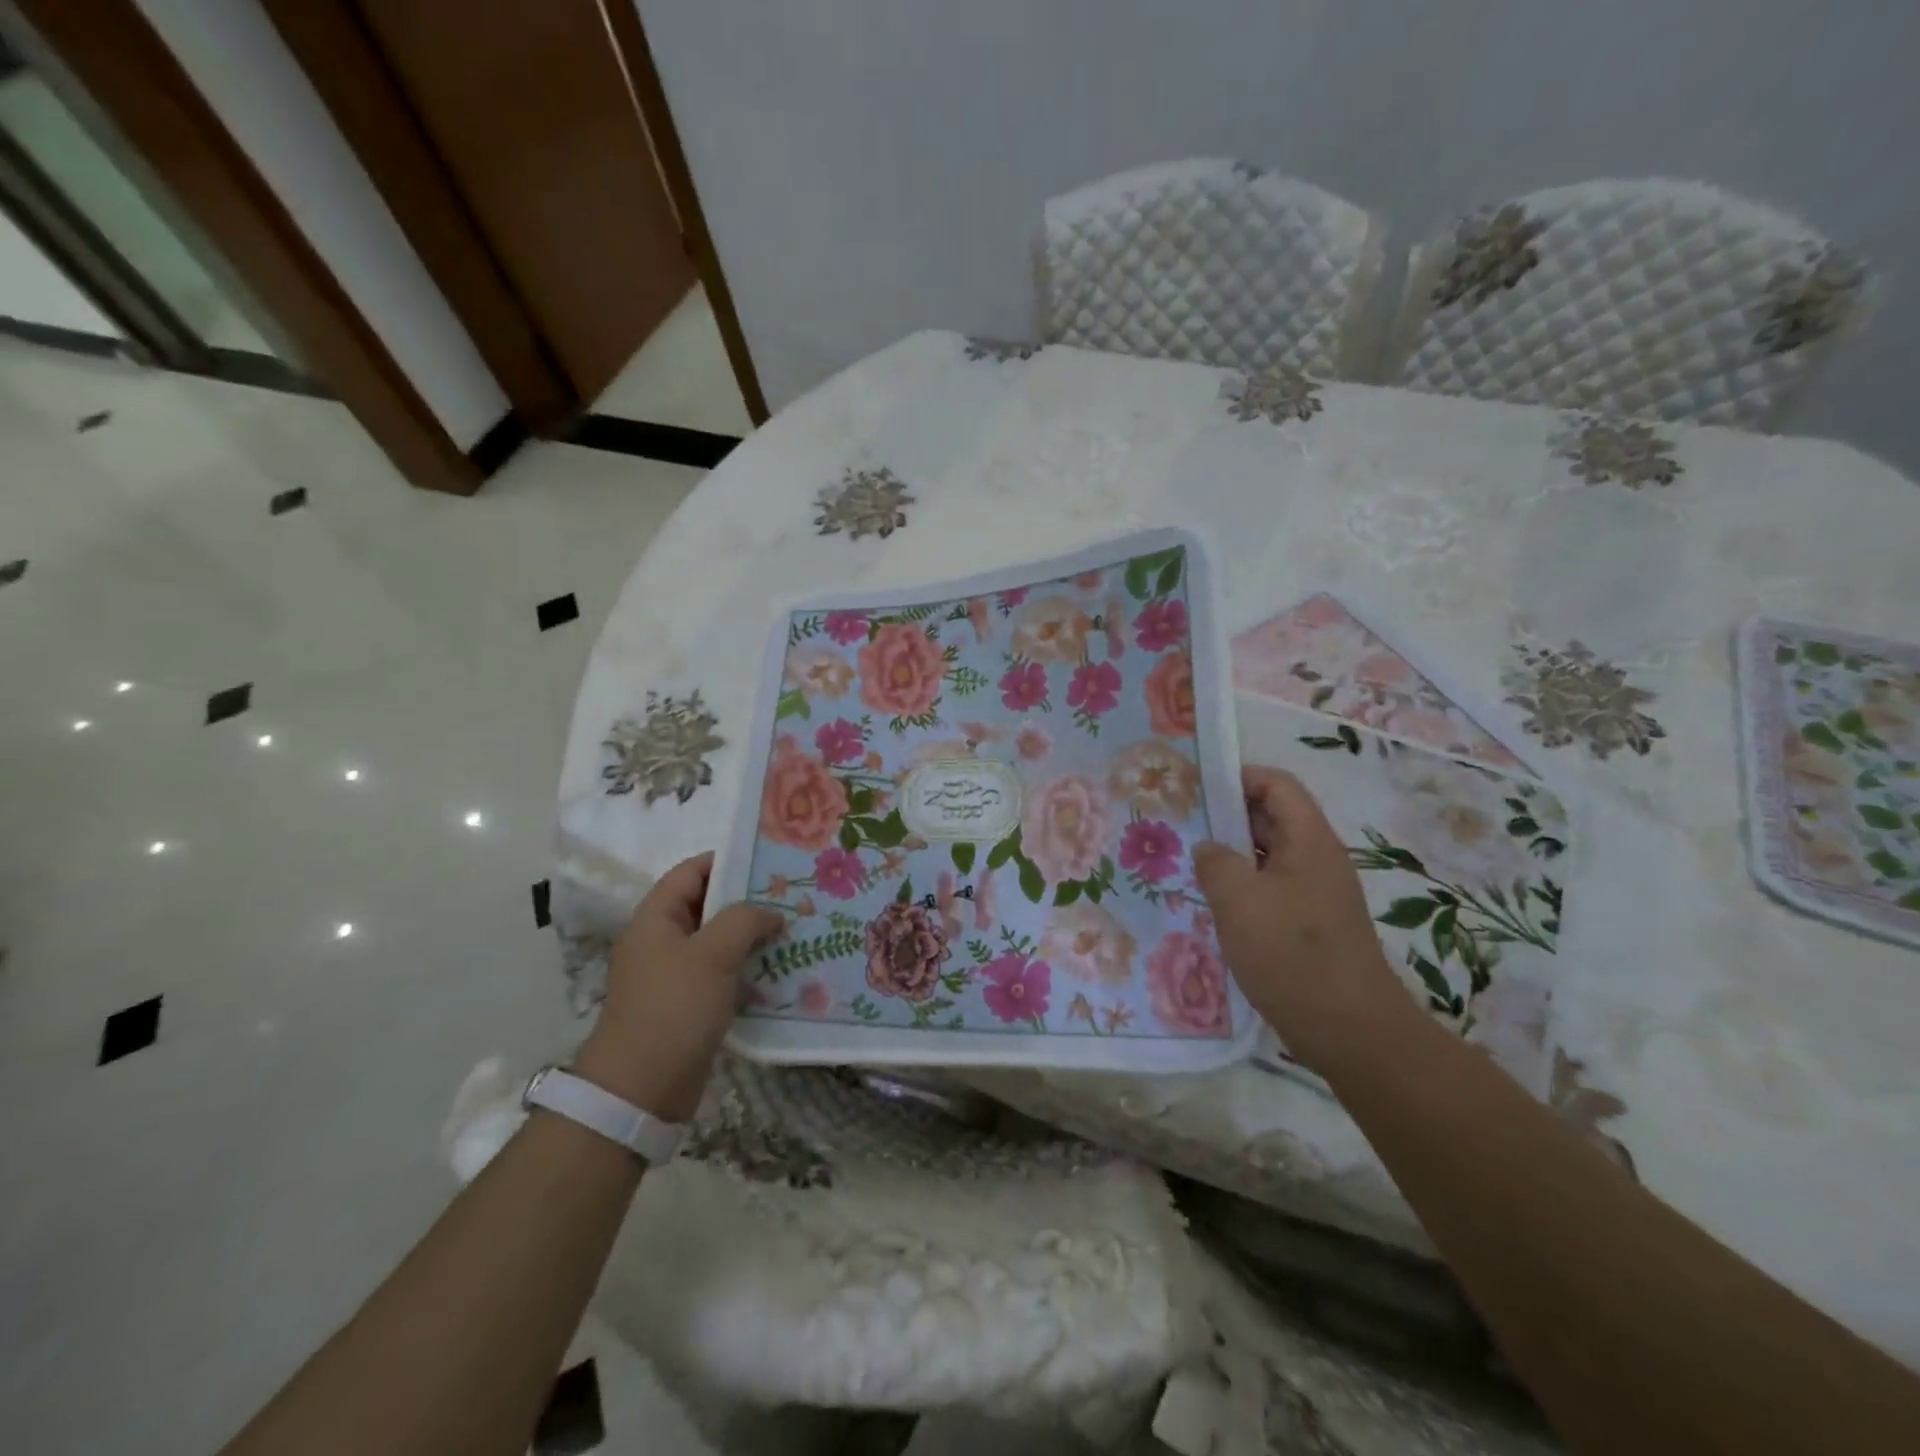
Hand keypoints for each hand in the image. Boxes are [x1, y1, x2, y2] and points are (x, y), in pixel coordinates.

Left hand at [573, 853, 782, 1121]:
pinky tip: (780, 968)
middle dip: (748, 899)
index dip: (728, 861)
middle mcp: (662, 940)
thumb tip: (771, 913)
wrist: (640, 1089)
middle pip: (708, 905)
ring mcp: (674, 974)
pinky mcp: (688, 1003)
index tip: (769, 861)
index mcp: (656, 918)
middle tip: (791, 896)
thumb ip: (745, 920)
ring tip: (794, 928)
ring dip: (752, 935)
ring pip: (718, 941)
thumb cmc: (673, 1009)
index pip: (692, 872)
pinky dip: (747, 967)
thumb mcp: (713, 954)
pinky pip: (722, 973)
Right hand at [1194, 766, 1414, 1071]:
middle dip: (1227, 816)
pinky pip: (1272, 888)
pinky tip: (1214, 903)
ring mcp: (1317, 893)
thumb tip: (1209, 848)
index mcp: (1308, 840)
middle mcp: (1317, 859)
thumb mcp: (1239, 900)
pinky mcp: (1311, 924)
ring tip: (1189, 861)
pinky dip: (1243, 886)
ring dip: (1232, 854)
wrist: (1349, 1030)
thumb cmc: (1292, 953)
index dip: (1238, 777)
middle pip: (1272, 817)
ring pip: (1269, 856)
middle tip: (1181, 823)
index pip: (1277, 785)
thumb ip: (1215, 862)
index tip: (1196, 788)